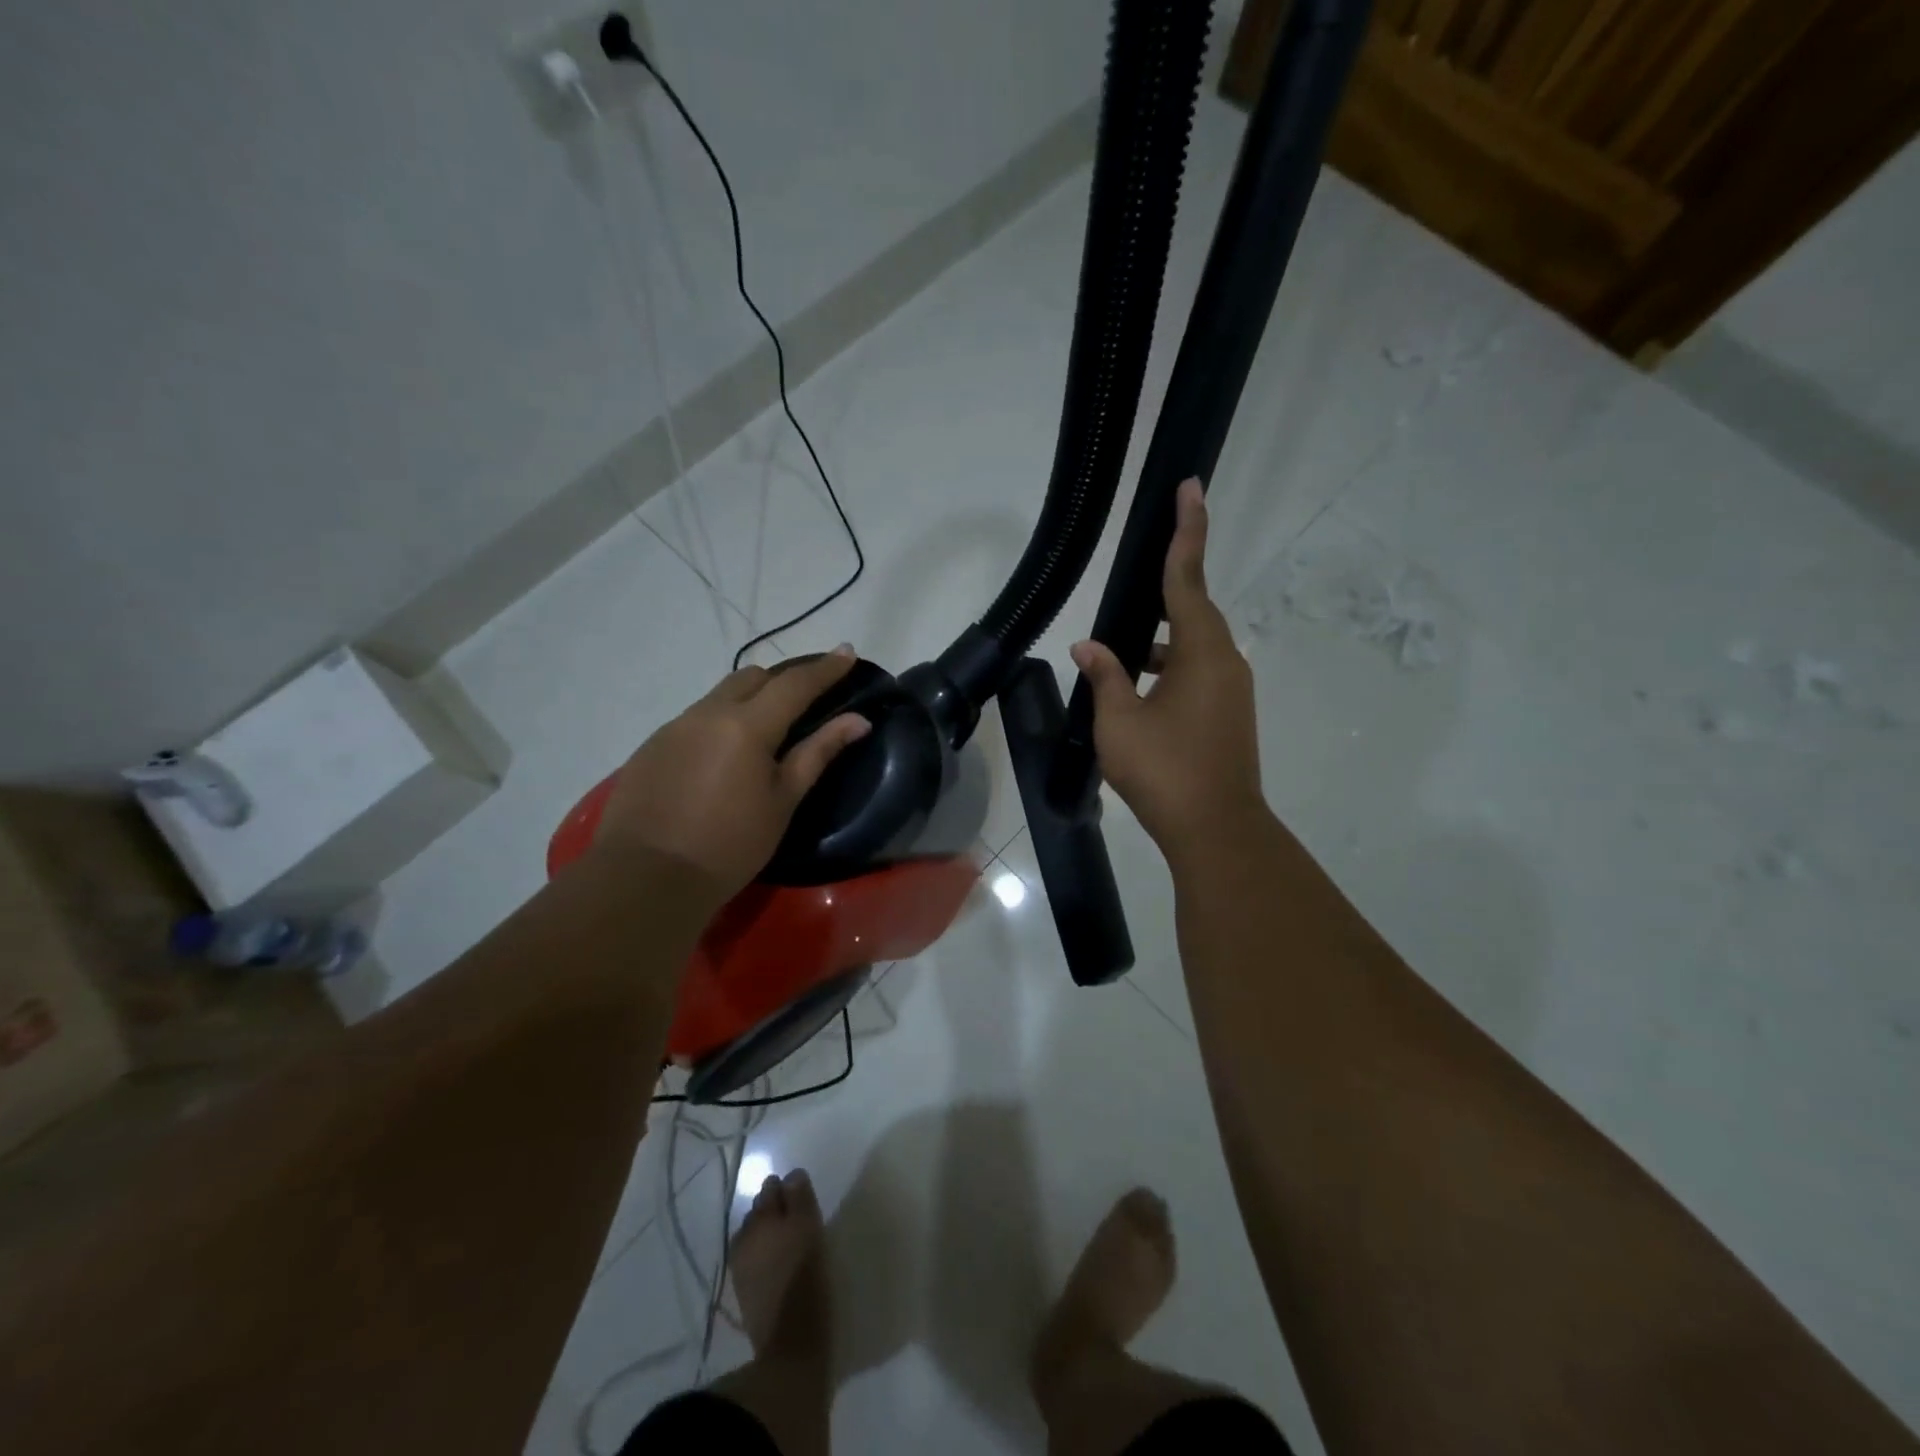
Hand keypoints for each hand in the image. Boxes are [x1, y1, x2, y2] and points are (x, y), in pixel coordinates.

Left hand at [594, 648, 870, 895]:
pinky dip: (718, 724)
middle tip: (804, 701)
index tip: (847, 652)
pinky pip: (694, 719)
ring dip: (748, 701)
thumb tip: (858, 720)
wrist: (646, 878)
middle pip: (752, 677)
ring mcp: (674, 727)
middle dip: (782, 681)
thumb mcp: (782, 801)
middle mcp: (708, 713)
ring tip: (762, 734)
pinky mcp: (651, 746)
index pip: (795, 683)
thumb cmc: (730, 845)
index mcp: (747, 725)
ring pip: (720, 696)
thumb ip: (818, 753)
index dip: (825, 667)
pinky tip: (721, 760)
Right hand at [1070, 478, 1265, 860]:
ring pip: (1193, 646)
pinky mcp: (1229, 714)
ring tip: (1120, 651)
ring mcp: (1231, 690)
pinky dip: (1169, 668)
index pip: (1188, 577)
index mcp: (1201, 651)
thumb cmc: (1164, 770)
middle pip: (1194, 609)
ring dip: (1161, 640)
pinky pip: (1197, 672)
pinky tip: (1138, 689)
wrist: (1216, 829)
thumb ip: (1105, 675)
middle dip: (1166, 588)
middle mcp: (1225, 661)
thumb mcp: (1119, 720)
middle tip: (1141, 569)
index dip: (1187, 530)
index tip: (1190, 487)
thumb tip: (1088, 645)